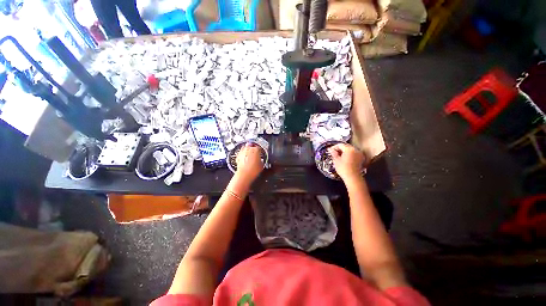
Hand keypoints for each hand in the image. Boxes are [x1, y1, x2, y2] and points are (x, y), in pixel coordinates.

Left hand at [235, 143, 263, 183]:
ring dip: (248, 151)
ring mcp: (242, 151)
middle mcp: (248, 148)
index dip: (260, 151)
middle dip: (253, 149)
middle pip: (251, 146)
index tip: (261, 153)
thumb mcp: (261, 165)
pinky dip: (243, 154)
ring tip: (250, 156)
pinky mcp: (238, 155)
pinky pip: (241, 153)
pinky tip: (245, 159)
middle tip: (255, 154)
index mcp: (256, 149)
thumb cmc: (253, 170)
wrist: (244, 174)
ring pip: (246, 148)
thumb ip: (262, 160)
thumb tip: (261, 160)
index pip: (259, 147)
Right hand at [328, 143, 365, 180]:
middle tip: (334, 153)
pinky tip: (345, 158)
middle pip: (346, 146)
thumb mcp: (336, 160)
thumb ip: (333, 153)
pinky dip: (349, 154)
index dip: (334, 147)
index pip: (340, 145)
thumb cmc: (343, 168)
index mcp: (349, 149)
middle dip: (340, 148)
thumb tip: (330, 149)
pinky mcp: (361, 158)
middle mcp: (355, 149)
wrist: (353, 177)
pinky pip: (353, 153)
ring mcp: (359, 154)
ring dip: (344, 151)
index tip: (330, 150)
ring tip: (339, 156)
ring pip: (350, 150)